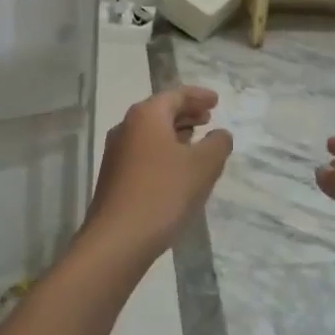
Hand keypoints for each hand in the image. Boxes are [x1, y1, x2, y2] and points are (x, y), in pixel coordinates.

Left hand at [82, 86, 232, 265]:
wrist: (118, 239)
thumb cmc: (164, 193)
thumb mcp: (203, 166)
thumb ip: (218, 144)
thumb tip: (220, 134)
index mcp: (146, 116)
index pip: (176, 94)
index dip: (199, 96)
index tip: (217, 101)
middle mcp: (126, 127)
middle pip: (161, 111)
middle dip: (187, 113)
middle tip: (208, 118)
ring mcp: (116, 153)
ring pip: (151, 133)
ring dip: (175, 133)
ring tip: (196, 141)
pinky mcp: (114, 177)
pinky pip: (144, 152)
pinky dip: (164, 151)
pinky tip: (177, 169)